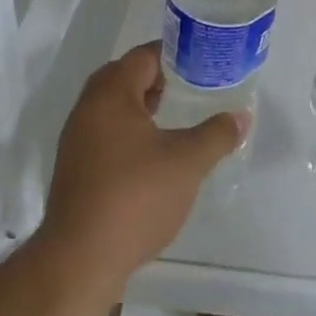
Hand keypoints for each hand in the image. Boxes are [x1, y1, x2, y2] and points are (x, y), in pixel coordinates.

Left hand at [41, 42, 247, 286]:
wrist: (80, 260)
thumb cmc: (135, 197)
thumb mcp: (187, 163)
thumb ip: (216, 134)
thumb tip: (240, 116)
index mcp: (111, 94)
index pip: (143, 56)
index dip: (174, 55)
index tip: (201, 62)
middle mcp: (87, 109)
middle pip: (123, 77)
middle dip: (156, 79)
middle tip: (189, 86)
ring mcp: (76, 140)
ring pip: (112, 107)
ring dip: (141, 105)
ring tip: (174, 116)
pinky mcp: (74, 169)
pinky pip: (104, 132)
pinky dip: (128, 130)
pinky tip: (152, 153)